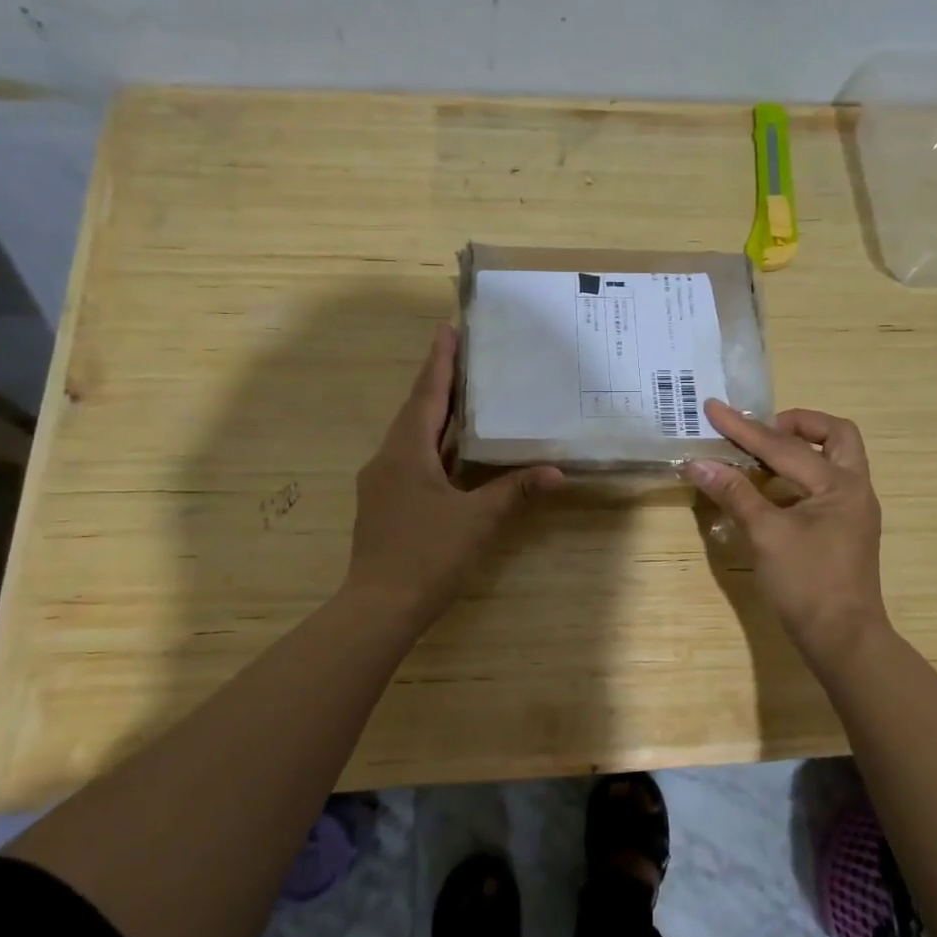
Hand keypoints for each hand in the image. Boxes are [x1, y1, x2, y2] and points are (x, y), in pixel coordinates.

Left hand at [344, 325, 563, 634]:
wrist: (378, 608)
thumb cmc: (427, 555)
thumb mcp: (477, 520)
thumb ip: (515, 491)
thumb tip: (557, 473)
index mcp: (406, 452)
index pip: (427, 395)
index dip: (440, 361)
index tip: (447, 328)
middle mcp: (388, 459)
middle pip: (416, 411)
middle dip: (440, 383)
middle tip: (466, 356)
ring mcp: (382, 483)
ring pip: (412, 437)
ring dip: (436, 415)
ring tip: (465, 396)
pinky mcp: (385, 504)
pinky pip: (412, 460)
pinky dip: (434, 447)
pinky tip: (454, 453)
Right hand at [682, 402, 890, 670]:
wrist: (843, 640)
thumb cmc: (807, 584)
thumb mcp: (766, 535)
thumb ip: (734, 493)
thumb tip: (698, 463)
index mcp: (840, 485)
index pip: (784, 447)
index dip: (744, 429)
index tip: (714, 408)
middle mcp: (854, 489)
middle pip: (835, 435)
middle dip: (796, 425)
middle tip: (760, 432)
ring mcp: (853, 510)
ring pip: (834, 459)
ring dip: (799, 449)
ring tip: (758, 455)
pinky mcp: (845, 528)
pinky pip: (824, 484)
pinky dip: (798, 476)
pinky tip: (769, 489)